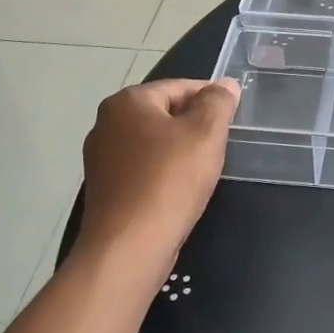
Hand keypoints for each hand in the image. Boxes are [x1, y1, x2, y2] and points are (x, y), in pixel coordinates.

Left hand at [78, 79, 238, 274]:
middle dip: (194, 127)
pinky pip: (142, 169)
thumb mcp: (205, 133)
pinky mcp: (105, 189)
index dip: (211, 99)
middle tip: (220, 147)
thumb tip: (225, 84)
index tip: (232, 119)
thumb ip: (218, 102)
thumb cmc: (169, 181)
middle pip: (165, 114)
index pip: (180, 87)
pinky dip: (163, 174)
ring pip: (154, 143)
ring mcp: (101, 158)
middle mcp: (106, 123)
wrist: (128, 248)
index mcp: (127, 102)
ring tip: (203, 171)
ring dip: (179, 152)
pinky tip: (180, 191)